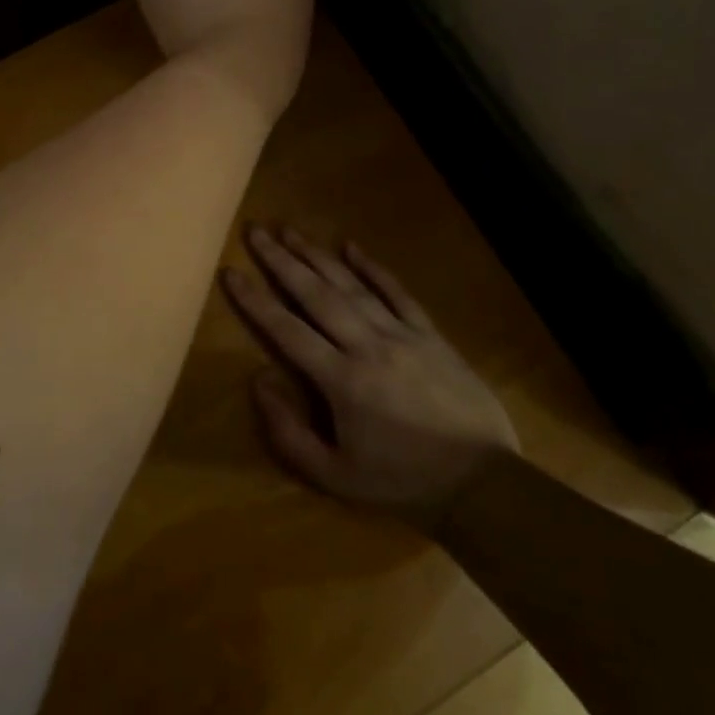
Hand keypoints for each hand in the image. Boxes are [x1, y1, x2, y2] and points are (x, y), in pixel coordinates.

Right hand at [222, 226, 519, 532]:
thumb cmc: (402, 482)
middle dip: (282, 261)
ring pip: (352, 286)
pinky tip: (351, 246)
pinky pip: (398, 293)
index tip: (231, 272)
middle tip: (256, 232)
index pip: (287, 330)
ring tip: (290, 231)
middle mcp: (368, 346)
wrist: (483, 484)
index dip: (255, 300)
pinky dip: (373, 268)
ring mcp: (402, 335)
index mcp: (342, 380)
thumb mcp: (335, 476)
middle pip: (316, 294)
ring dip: (318, 255)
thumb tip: (258, 380)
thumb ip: (289, 432)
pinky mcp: (430, 334)